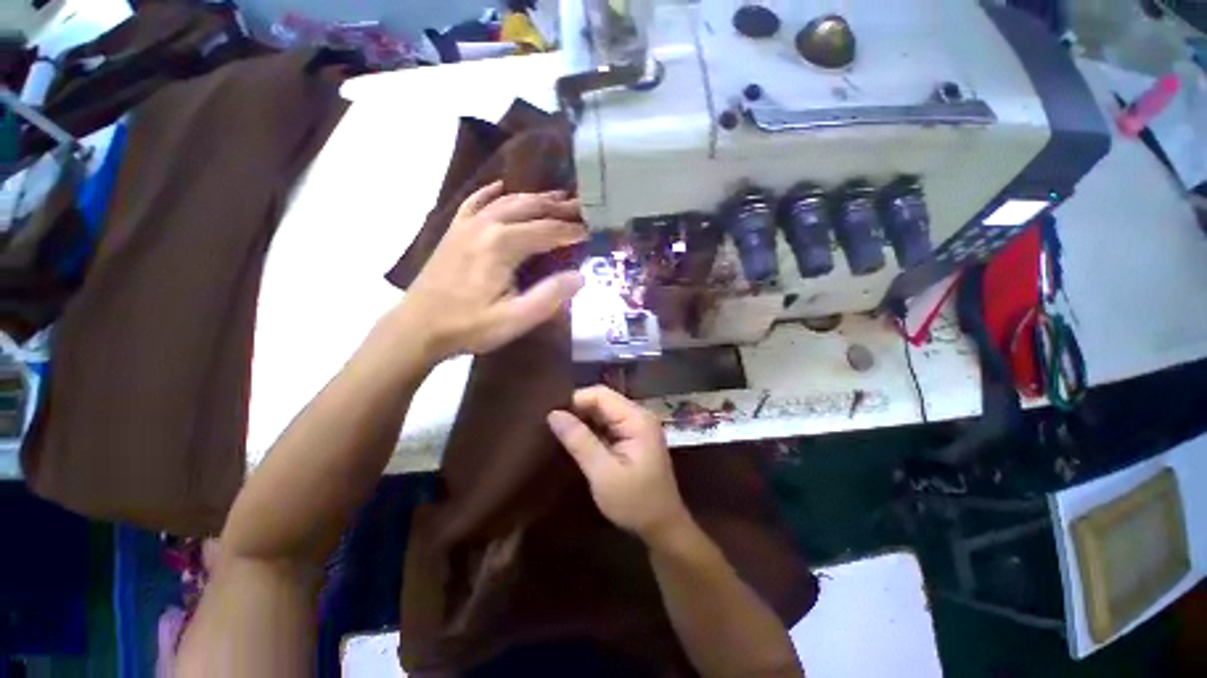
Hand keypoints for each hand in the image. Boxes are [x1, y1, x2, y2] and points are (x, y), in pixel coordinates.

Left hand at [400, 181, 586, 361]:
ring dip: (534, 198)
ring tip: (556, 197)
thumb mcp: (515, 318)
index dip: (572, 230)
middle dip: (559, 207)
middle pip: (530, 208)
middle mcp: (486, 224)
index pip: (548, 231)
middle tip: (583, 206)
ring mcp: (467, 224)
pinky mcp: (454, 230)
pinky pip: (476, 202)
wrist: (417, 327)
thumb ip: (550, 296)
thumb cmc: (469, 326)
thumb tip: (579, 276)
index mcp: (503, 245)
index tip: (593, 230)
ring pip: (507, 201)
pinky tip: (502, 187)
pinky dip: (492, 192)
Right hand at [548, 386, 690, 542]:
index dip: (575, 401)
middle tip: (552, 427)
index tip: (552, 418)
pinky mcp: (633, 437)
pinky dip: (591, 430)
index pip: (600, 394)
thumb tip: (553, 414)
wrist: (663, 528)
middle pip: (602, 400)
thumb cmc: (635, 502)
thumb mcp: (603, 473)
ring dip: (583, 421)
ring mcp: (637, 426)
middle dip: (577, 410)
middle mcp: (638, 415)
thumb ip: (579, 441)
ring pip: (603, 412)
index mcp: (637, 419)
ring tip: (559, 432)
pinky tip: (576, 441)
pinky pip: (607, 424)